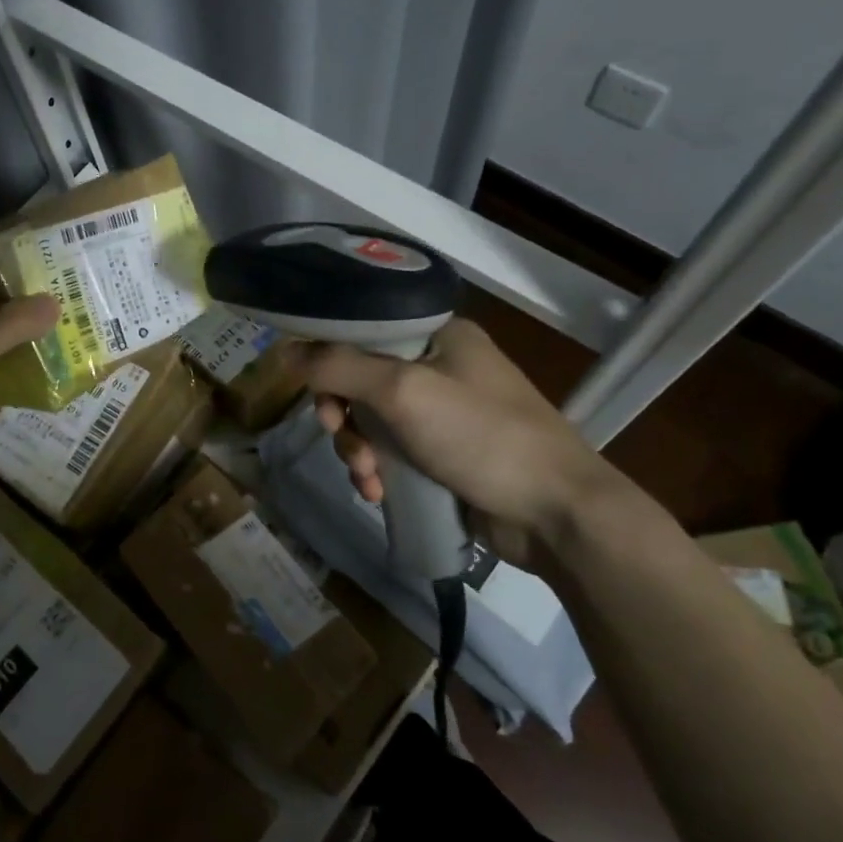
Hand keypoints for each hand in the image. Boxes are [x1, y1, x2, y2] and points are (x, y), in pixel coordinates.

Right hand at [285, 320, 624, 567]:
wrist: (557, 514)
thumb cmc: (482, 437)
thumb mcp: (403, 391)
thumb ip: (339, 366)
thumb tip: (286, 351)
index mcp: (437, 334)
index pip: (361, 327)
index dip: (328, 354)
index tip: (313, 388)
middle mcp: (438, 364)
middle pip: (360, 377)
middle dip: (344, 414)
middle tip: (341, 434)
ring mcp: (442, 411)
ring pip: (371, 419)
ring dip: (357, 448)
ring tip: (367, 478)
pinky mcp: (443, 452)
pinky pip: (390, 450)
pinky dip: (377, 469)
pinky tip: (378, 493)